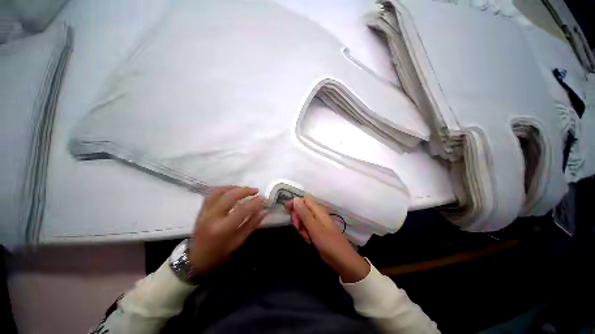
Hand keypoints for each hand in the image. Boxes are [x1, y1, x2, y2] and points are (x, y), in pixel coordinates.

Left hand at [189, 186, 265, 276]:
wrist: (196, 259)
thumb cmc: (220, 253)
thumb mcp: (239, 242)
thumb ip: (252, 224)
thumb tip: (263, 210)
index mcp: (222, 229)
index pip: (241, 210)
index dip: (254, 202)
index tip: (264, 198)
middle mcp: (212, 217)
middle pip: (229, 196)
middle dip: (245, 190)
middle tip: (256, 190)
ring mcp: (204, 212)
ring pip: (219, 191)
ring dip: (234, 187)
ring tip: (244, 189)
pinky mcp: (201, 209)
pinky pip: (211, 193)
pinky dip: (223, 189)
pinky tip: (232, 190)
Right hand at [285, 197, 369, 282]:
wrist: (342, 260)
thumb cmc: (328, 243)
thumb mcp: (314, 228)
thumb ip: (304, 214)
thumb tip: (295, 199)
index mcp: (318, 210)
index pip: (304, 200)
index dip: (295, 203)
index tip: (287, 210)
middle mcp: (317, 214)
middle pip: (302, 210)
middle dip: (297, 219)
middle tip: (298, 228)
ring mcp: (317, 223)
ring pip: (303, 220)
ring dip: (301, 228)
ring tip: (307, 237)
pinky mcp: (317, 231)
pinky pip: (306, 228)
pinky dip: (305, 234)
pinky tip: (309, 241)